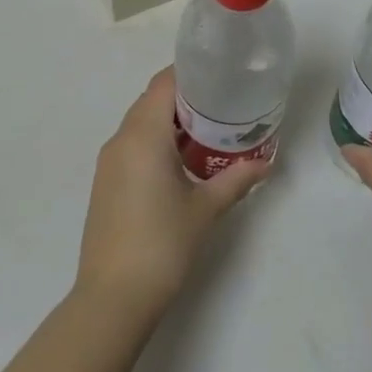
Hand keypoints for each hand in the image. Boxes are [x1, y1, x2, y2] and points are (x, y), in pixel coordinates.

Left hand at [76, 67, 272, 314]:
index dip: (190, 74)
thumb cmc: (162, 244)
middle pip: (151, 100)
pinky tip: (181, 162)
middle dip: (185, 98)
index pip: (164, 84)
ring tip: (207, 131)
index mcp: (143, 135)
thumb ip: (236, 180)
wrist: (113, 297)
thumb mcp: (205, 208)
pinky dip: (155, 142)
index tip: (219, 76)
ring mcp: (108, 162)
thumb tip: (266, 164)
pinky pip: (132, 145)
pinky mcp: (105, 182)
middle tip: (222, 104)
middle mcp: (121, 140)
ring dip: (169, 121)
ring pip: (140, 123)